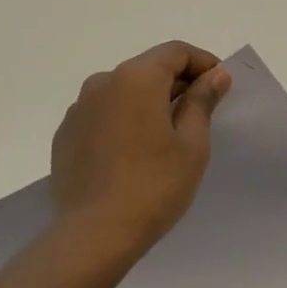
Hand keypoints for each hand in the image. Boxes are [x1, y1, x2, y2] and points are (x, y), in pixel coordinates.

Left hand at [49, 41, 231, 267]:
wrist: (93, 236)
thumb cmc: (153, 185)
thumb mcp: (192, 144)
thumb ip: (202, 101)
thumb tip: (214, 75)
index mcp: (137, 78)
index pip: (176, 52)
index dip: (203, 63)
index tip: (220, 86)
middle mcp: (103, 82)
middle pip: (148, 68)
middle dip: (177, 83)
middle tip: (200, 112)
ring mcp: (79, 109)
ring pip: (124, 92)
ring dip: (148, 102)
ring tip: (166, 136)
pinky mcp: (66, 135)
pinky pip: (103, 115)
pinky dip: (123, 121)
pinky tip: (134, 153)